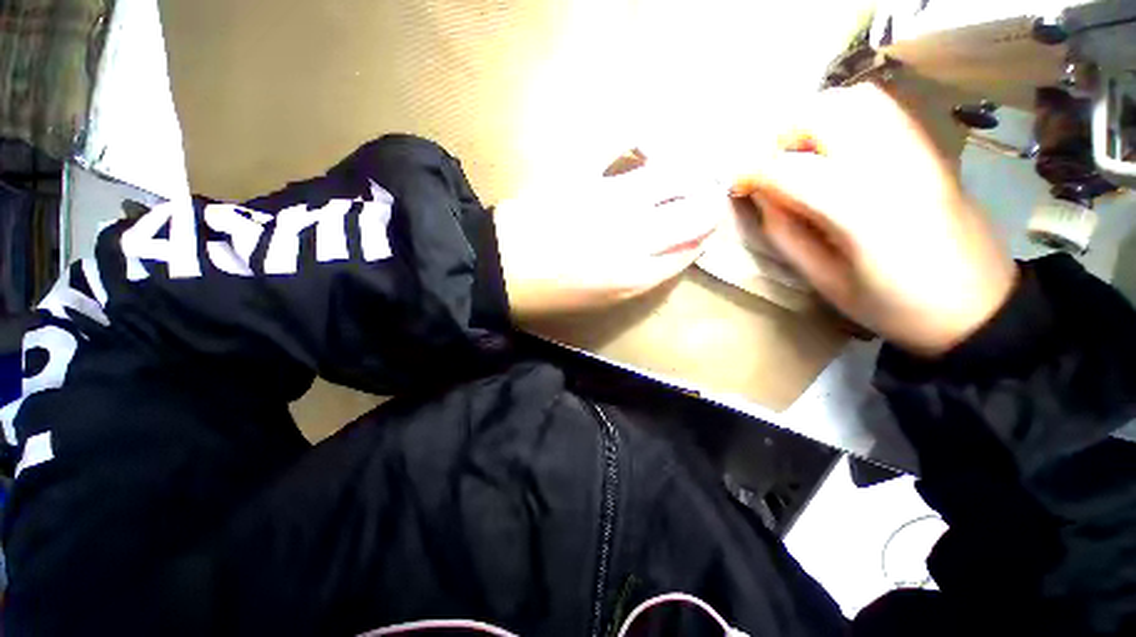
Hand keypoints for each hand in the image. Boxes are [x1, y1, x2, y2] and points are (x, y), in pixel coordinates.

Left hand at [495, 165, 723, 316]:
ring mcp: (611, 203)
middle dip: (708, 203)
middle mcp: (634, 238)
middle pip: (695, 212)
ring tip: (683, 173)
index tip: (703, 228)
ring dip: (689, 172)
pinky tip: (646, 149)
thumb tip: (670, 247)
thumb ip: (642, 274)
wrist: (498, 268)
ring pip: (675, 175)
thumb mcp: (603, 298)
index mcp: (635, 277)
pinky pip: (627, 149)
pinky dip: (645, 146)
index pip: (691, 249)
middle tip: (702, 198)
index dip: (702, 236)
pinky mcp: (585, 176)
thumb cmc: (550, 293)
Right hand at [731, 83, 1017, 355]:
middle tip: (767, 169)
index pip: (790, 169)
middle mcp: (892, 166)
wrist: (979, 305)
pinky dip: (843, 115)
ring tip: (797, 155)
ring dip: (811, 120)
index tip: (735, 186)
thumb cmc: (896, 306)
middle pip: (823, 115)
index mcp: (862, 212)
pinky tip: (831, 148)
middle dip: (780, 137)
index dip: (751, 172)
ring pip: (853, 100)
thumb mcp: (825, 282)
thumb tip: (761, 196)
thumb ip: (786, 234)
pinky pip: (879, 108)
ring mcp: (917, 150)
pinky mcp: (928, 148)